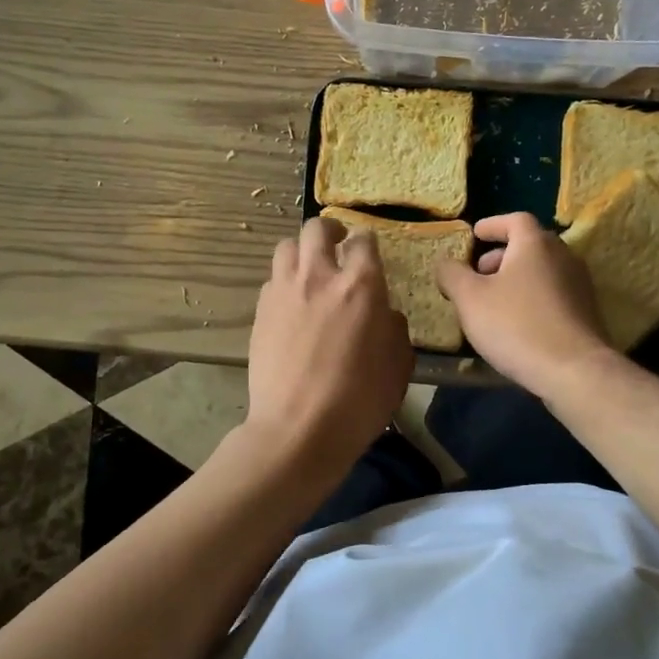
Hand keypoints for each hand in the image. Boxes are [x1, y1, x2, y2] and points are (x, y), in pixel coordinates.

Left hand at [246, 216, 412, 471]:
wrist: (297, 429)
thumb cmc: (358, 401)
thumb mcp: (398, 366)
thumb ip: (394, 329)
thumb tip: (384, 314)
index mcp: (360, 285)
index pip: (364, 241)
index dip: (367, 242)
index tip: (369, 252)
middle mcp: (319, 276)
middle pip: (317, 228)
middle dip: (330, 230)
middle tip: (338, 244)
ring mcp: (284, 291)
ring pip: (287, 247)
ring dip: (301, 251)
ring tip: (310, 269)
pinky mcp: (260, 311)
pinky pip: (272, 279)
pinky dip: (284, 281)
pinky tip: (292, 303)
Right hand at [436, 213, 616, 398]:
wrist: (574, 370)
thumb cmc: (516, 325)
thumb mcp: (470, 299)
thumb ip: (452, 275)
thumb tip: (445, 263)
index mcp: (535, 244)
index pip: (515, 220)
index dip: (492, 225)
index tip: (475, 235)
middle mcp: (563, 256)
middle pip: (530, 244)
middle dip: (501, 255)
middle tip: (478, 273)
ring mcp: (579, 284)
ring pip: (542, 270)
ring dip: (516, 278)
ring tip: (493, 301)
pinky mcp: (586, 312)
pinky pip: (553, 293)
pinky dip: (532, 297)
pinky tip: (517, 323)